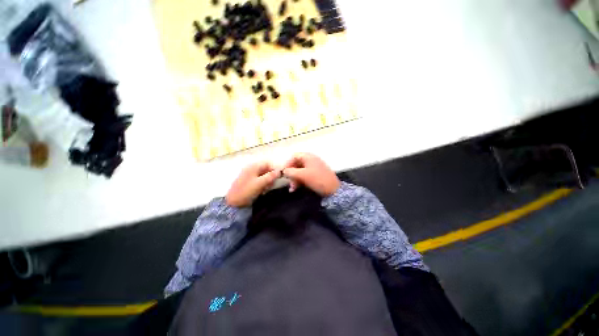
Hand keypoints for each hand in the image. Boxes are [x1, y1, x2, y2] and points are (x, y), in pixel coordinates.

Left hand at [226, 162, 280, 206]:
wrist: (233, 202)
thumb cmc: (247, 190)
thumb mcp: (260, 183)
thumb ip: (271, 176)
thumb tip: (279, 171)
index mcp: (253, 166)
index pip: (268, 164)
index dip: (274, 169)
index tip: (279, 177)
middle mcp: (251, 168)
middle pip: (265, 169)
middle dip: (270, 176)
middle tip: (272, 184)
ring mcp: (249, 175)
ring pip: (263, 175)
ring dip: (267, 181)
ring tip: (266, 188)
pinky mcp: (248, 181)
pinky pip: (258, 180)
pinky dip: (262, 184)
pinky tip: (262, 190)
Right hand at [282, 153, 339, 196]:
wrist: (333, 189)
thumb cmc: (317, 179)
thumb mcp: (302, 175)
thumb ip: (291, 172)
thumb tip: (283, 171)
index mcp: (308, 156)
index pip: (293, 157)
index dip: (287, 164)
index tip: (283, 173)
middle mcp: (310, 160)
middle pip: (296, 164)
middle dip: (291, 174)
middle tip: (289, 183)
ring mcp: (314, 167)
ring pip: (300, 171)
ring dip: (295, 179)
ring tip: (292, 189)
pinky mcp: (316, 174)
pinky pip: (305, 176)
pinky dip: (300, 181)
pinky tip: (297, 188)